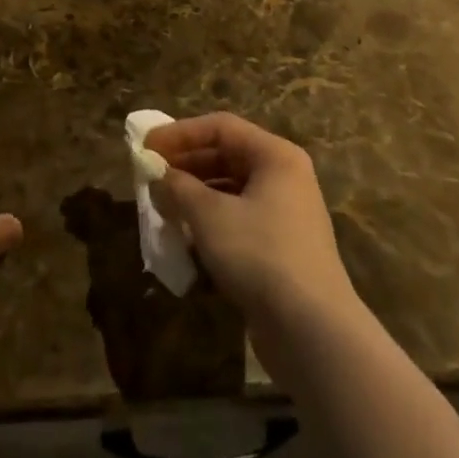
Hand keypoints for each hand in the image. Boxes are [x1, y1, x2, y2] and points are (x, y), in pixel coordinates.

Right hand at [145, 113, 360, 343]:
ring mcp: (286, 215)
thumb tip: (159, 176)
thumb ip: (178, 187)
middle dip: (185, 165)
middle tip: (150, 176)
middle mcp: (285, 178)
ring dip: (194, 196)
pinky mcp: (282, 249)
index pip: (220, 127)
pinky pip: (239, 221)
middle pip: (227, 156)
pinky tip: (186, 239)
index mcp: (275, 156)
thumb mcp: (208, 214)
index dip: (180, 133)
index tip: (146, 147)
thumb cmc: (259, 253)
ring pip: (231, 191)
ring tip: (162, 207)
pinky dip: (211, 223)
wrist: (312, 330)